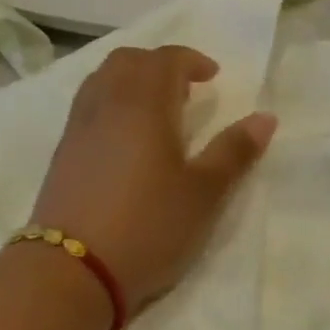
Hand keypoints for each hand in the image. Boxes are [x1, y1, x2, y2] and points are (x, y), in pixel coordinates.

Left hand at [31, 46, 275, 312]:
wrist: (71, 271)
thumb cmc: (148, 226)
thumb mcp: (203, 194)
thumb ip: (234, 151)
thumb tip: (266, 117)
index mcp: (145, 101)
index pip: (167, 59)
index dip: (192, 60)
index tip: (212, 76)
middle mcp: (109, 100)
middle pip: (131, 59)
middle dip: (160, 64)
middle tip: (184, 90)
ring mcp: (80, 123)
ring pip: (105, 76)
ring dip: (132, 77)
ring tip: (154, 108)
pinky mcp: (63, 148)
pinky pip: (89, 100)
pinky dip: (111, 98)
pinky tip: (124, 134)